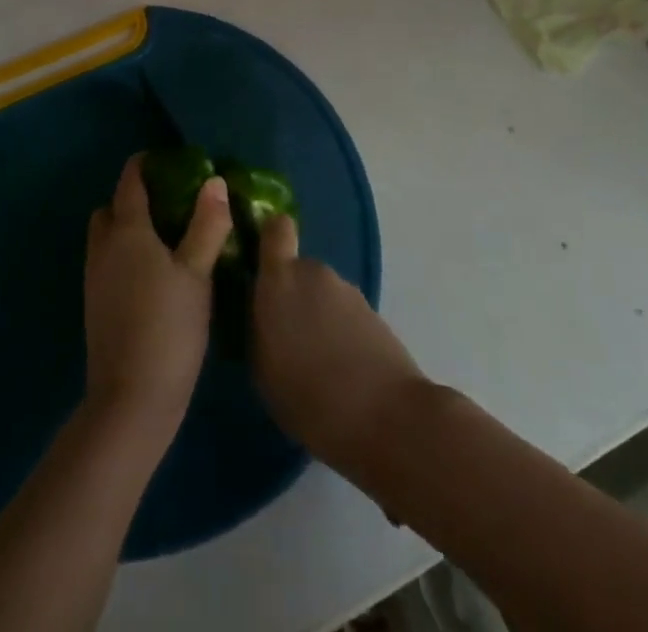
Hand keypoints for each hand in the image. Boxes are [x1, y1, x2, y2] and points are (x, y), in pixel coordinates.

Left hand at [84, 154, 231, 430]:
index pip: (129, 182)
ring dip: (127, 229)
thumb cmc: (169, 326)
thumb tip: (214, 182)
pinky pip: (107, 263)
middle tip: (169, 204)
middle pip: (111, 209)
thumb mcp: (197, 272)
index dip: (144, 165)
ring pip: (106, 238)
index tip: (166, 159)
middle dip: (132, 198)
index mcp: (127, 231)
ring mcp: (94, 279)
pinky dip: (125, 256)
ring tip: (166, 239)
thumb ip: (207, 225)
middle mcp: (103, 248)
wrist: (131, 399)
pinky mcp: (95, 306)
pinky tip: (154, 276)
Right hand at [251, 215, 426, 468]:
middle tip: (291, 342)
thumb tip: (266, 315)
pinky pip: (347, 318)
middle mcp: (314, 274)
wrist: (387, 417)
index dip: (271, 239)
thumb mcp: (263, 369)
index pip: (276, 230)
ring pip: (324, 297)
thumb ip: (260, 328)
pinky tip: (345, 379)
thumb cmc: (308, 396)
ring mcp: (349, 292)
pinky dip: (343, 338)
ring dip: (320, 321)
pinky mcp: (376, 315)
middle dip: (294, 298)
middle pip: (299, 272)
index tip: (264, 264)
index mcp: (280, 280)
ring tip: (320, 369)